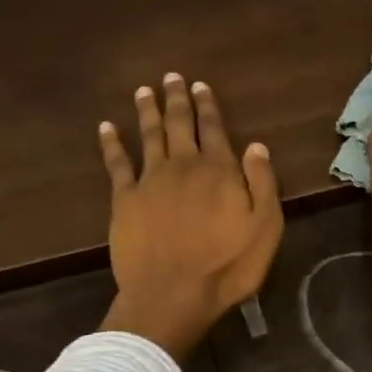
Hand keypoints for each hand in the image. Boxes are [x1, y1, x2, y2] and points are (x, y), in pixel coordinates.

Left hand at [97, 73, 282, 360]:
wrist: (172, 294)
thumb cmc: (226, 267)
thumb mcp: (264, 229)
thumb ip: (262, 184)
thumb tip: (257, 146)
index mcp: (219, 171)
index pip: (214, 129)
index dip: (208, 107)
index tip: (201, 86)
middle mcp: (183, 166)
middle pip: (179, 124)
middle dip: (177, 99)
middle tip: (171, 77)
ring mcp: (150, 180)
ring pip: (149, 135)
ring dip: (147, 111)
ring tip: (143, 91)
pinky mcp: (124, 199)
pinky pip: (116, 163)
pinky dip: (111, 143)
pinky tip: (106, 127)